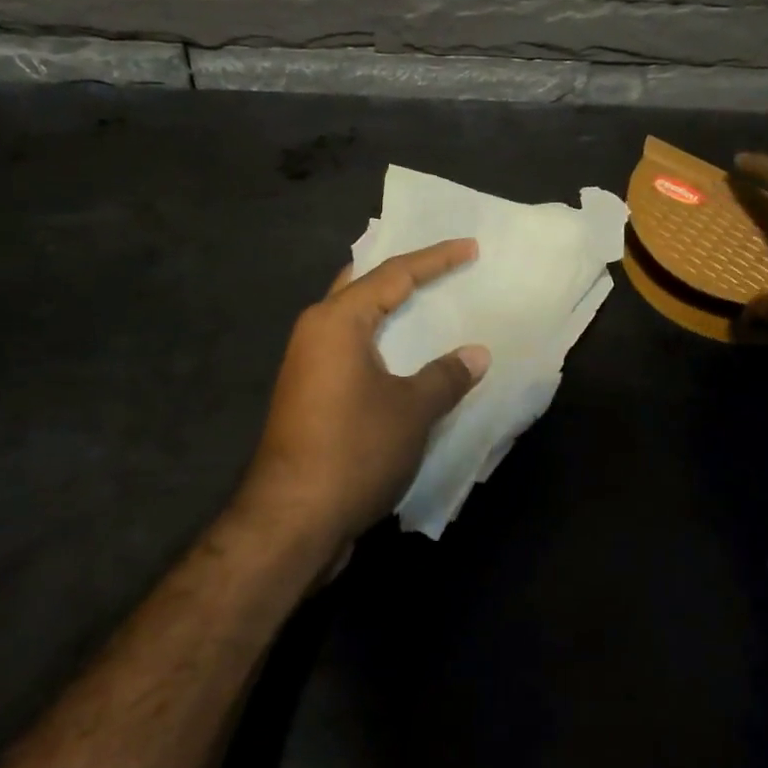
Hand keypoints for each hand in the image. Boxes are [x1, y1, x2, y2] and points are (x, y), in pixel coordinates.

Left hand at [239, 239, 489, 552]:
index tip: (470, 247)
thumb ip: (446, 375)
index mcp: (337, 321)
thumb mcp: (412, 410)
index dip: (436, 259)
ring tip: (426, 301)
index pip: (393, 274)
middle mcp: (315, 332)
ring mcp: (307, 365)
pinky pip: (351, 350)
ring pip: (353, 320)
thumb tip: (476, 354)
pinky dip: (381, 343)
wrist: (291, 520)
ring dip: (388, 309)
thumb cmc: (354, 450)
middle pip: (362, 286)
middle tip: (438, 262)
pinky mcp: (308, 395)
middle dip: (400, 273)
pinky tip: (405, 357)